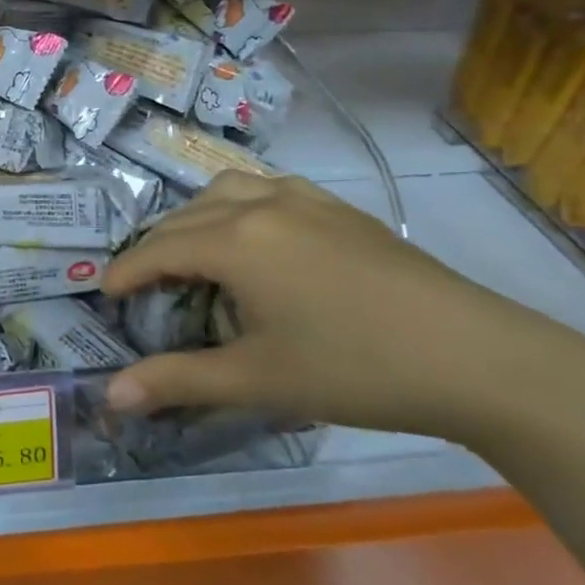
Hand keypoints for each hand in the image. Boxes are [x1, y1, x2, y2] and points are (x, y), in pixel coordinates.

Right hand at [101, 170, 584, 442]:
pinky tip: (258, 237)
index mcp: (235, 241)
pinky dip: (241, 205)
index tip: (106, 295)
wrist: (478, 358)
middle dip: (155, 248)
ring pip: (227, 190)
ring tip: (195, 253)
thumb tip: (110, 396)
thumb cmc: (354, 369)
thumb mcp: (257, 380)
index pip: (158, 250)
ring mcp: (306, 201)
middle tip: (145, 285)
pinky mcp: (341, 209)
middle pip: (186, 216)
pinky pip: (270, 189)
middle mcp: (262, 205)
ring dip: (197, 217)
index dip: (126, 273)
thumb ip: (177, 381)